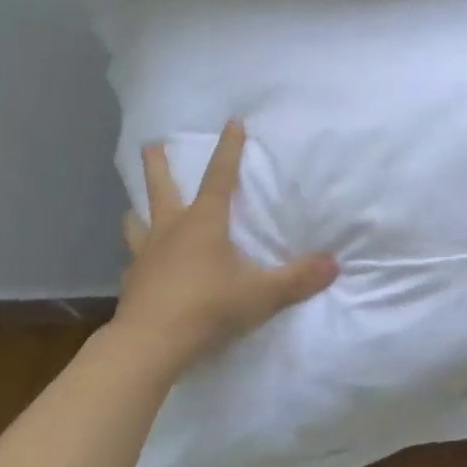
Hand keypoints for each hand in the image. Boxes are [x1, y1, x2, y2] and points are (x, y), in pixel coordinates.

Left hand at [115, 121, 338, 370]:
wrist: (151, 343)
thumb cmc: (209, 308)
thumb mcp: (261, 295)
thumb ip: (298, 279)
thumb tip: (334, 264)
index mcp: (203, 223)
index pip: (219, 177)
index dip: (228, 150)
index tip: (232, 122)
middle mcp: (171, 230)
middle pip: (162, 188)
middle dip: (158, 165)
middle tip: (150, 145)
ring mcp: (146, 256)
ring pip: (136, 223)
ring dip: (138, 212)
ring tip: (135, 210)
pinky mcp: (132, 282)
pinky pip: (134, 263)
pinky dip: (138, 260)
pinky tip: (141, 269)